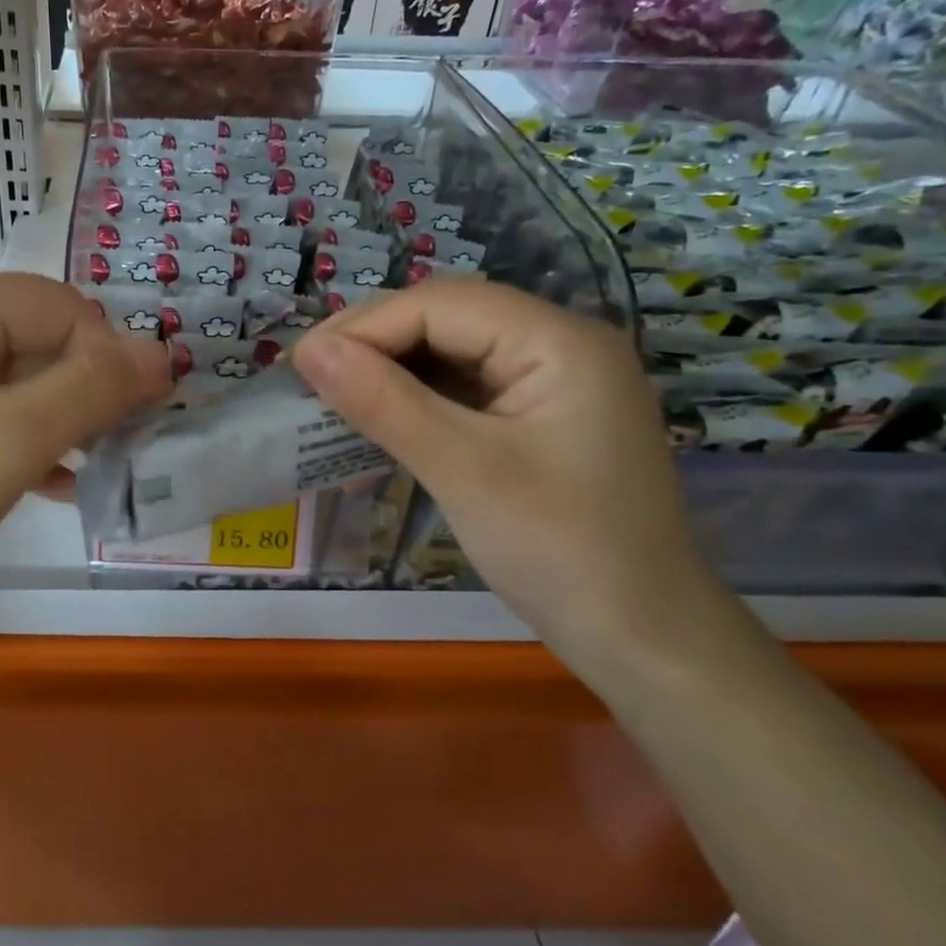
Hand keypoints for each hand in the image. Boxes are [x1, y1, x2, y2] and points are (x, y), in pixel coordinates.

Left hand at [0, 275, 170, 634]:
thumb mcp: (9, 440)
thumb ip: (92, 389)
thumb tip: (162, 352)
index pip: (57, 305)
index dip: (108, 351)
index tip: (144, 411)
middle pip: (33, 339)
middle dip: (87, 386)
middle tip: (126, 443)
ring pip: (11, 382)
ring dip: (61, 417)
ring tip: (99, 465)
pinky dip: (23, 442)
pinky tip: (53, 482)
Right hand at [291, 279, 718, 662]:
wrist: (645, 640)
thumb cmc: (561, 551)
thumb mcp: (463, 470)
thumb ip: (383, 402)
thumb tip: (309, 349)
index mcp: (558, 340)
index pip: (440, 304)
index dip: (364, 326)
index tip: (299, 364)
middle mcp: (560, 344)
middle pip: (446, 318)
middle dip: (373, 343)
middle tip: (309, 379)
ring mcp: (553, 381)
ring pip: (451, 351)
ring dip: (390, 371)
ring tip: (331, 396)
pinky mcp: (540, 416)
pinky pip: (465, 388)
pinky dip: (416, 399)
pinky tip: (379, 418)